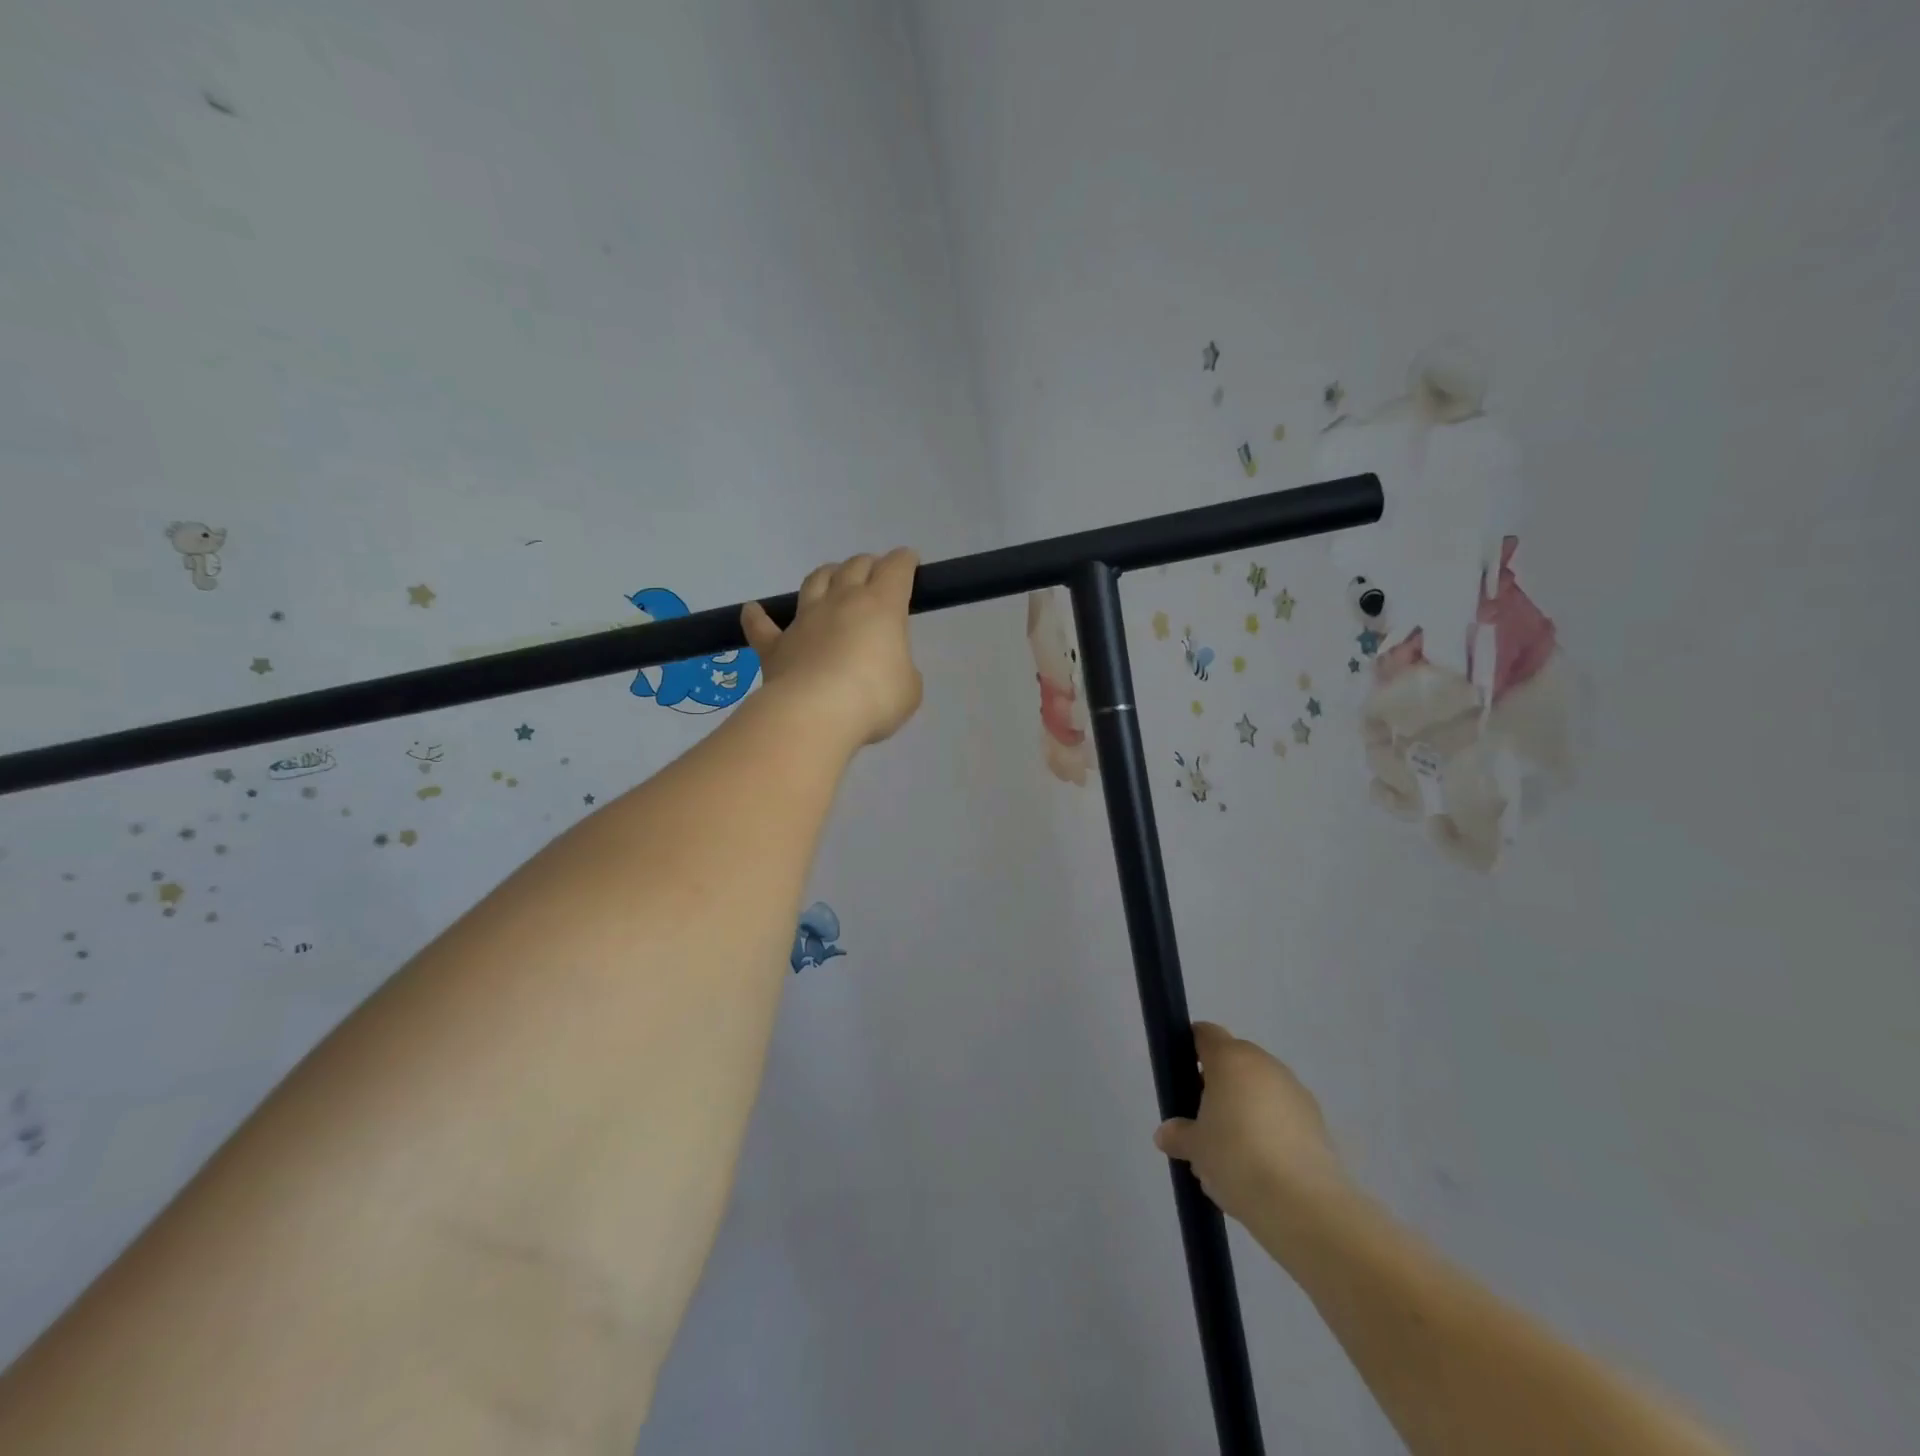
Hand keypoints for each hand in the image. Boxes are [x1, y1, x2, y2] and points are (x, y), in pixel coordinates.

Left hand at [742, 550, 924, 749]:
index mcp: (881, 606)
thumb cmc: (873, 698)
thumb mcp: (908, 687)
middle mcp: (842, 602)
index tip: (909, 561)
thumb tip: (885, 668)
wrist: (814, 713)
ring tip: (831, 577)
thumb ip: (900, 670)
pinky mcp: (776, 645)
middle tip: (875, 572)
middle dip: (868, 564)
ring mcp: (805, 620)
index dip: (904, 561)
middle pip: (855, 567)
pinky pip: (762, 626)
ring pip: (815, 582)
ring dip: (826, 575)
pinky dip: (757, 616)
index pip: (896, 569)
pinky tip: (752, 610)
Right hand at [1153, 1022, 1349, 1225]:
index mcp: (1230, 1058)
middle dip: (1217, 1086)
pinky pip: (1283, 1115)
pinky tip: (1262, 1166)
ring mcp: (1295, 1091)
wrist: (1303, 1205)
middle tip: (1203, 1121)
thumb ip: (1178, 1134)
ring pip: (1260, 1089)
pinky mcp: (1317, 1122)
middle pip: (1234, 1062)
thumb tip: (1166, 1134)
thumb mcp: (1195, 1148)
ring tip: (1233, 1153)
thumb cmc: (1236, 1158)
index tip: (1181, 1075)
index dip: (1190, 1048)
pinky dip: (1270, 1129)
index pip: (1205, 1034)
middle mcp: (1264, 1064)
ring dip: (1245, 1109)